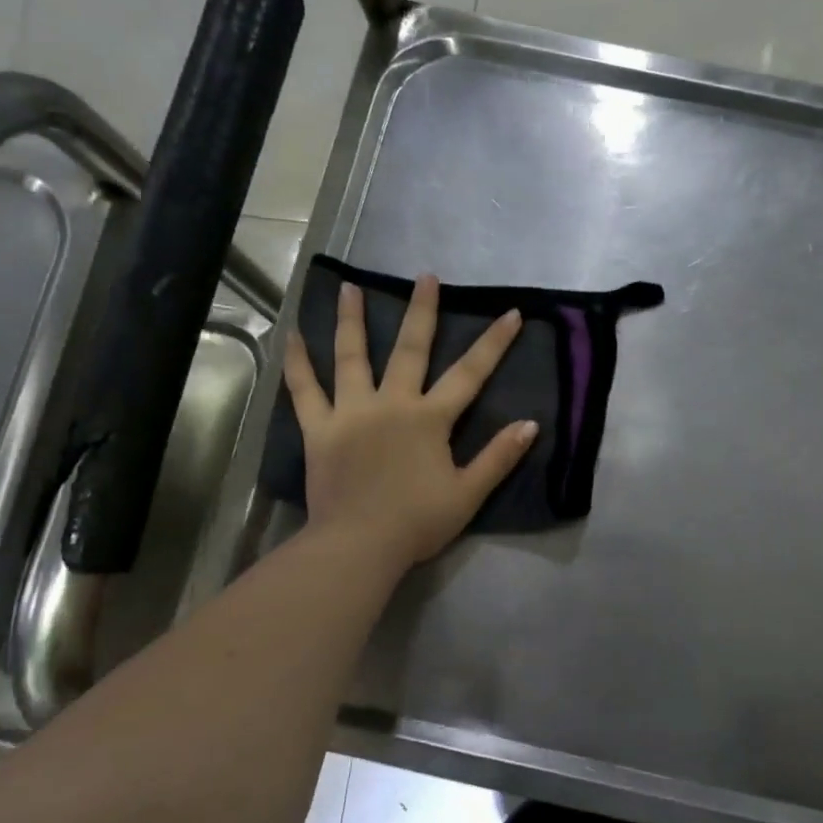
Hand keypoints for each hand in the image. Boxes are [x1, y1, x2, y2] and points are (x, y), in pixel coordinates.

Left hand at [282, 275, 537, 569]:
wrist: (358, 545)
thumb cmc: (417, 522)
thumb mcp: (468, 494)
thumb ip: (499, 457)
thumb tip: (531, 425)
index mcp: (429, 419)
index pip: (469, 374)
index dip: (493, 343)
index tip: (510, 313)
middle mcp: (390, 403)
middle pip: (409, 349)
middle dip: (421, 311)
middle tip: (424, 277)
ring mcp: (350, 412)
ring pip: (350, 356)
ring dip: (351, 319)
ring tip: (350, 287)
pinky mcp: (318, 430)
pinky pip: (304, 389)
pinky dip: (298, 362)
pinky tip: (292, 335)